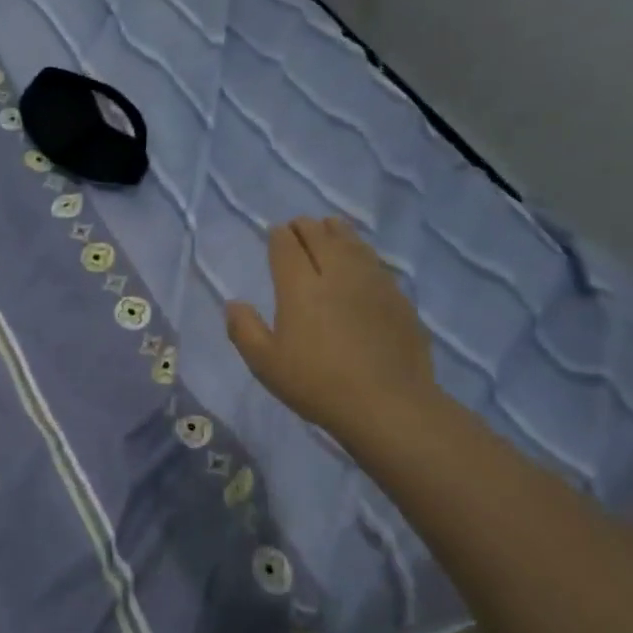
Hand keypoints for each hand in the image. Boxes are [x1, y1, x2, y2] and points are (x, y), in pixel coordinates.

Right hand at [225, 216, 437, 443]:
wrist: (387, 405)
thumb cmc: (316, 384)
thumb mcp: (265, 363)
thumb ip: (244, 329)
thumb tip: (233, 304)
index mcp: (300, 287)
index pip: (287, 247)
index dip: (279, 236)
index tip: (275, 232)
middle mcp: (337, 275)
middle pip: (321, 237)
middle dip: (306, 227)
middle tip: (298, 226)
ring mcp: (373, 284)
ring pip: (353, 244)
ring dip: (337, 232)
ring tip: (330, 227)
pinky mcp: (398, 299)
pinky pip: (376, 263)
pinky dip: (362, 253)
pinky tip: (361, 261)